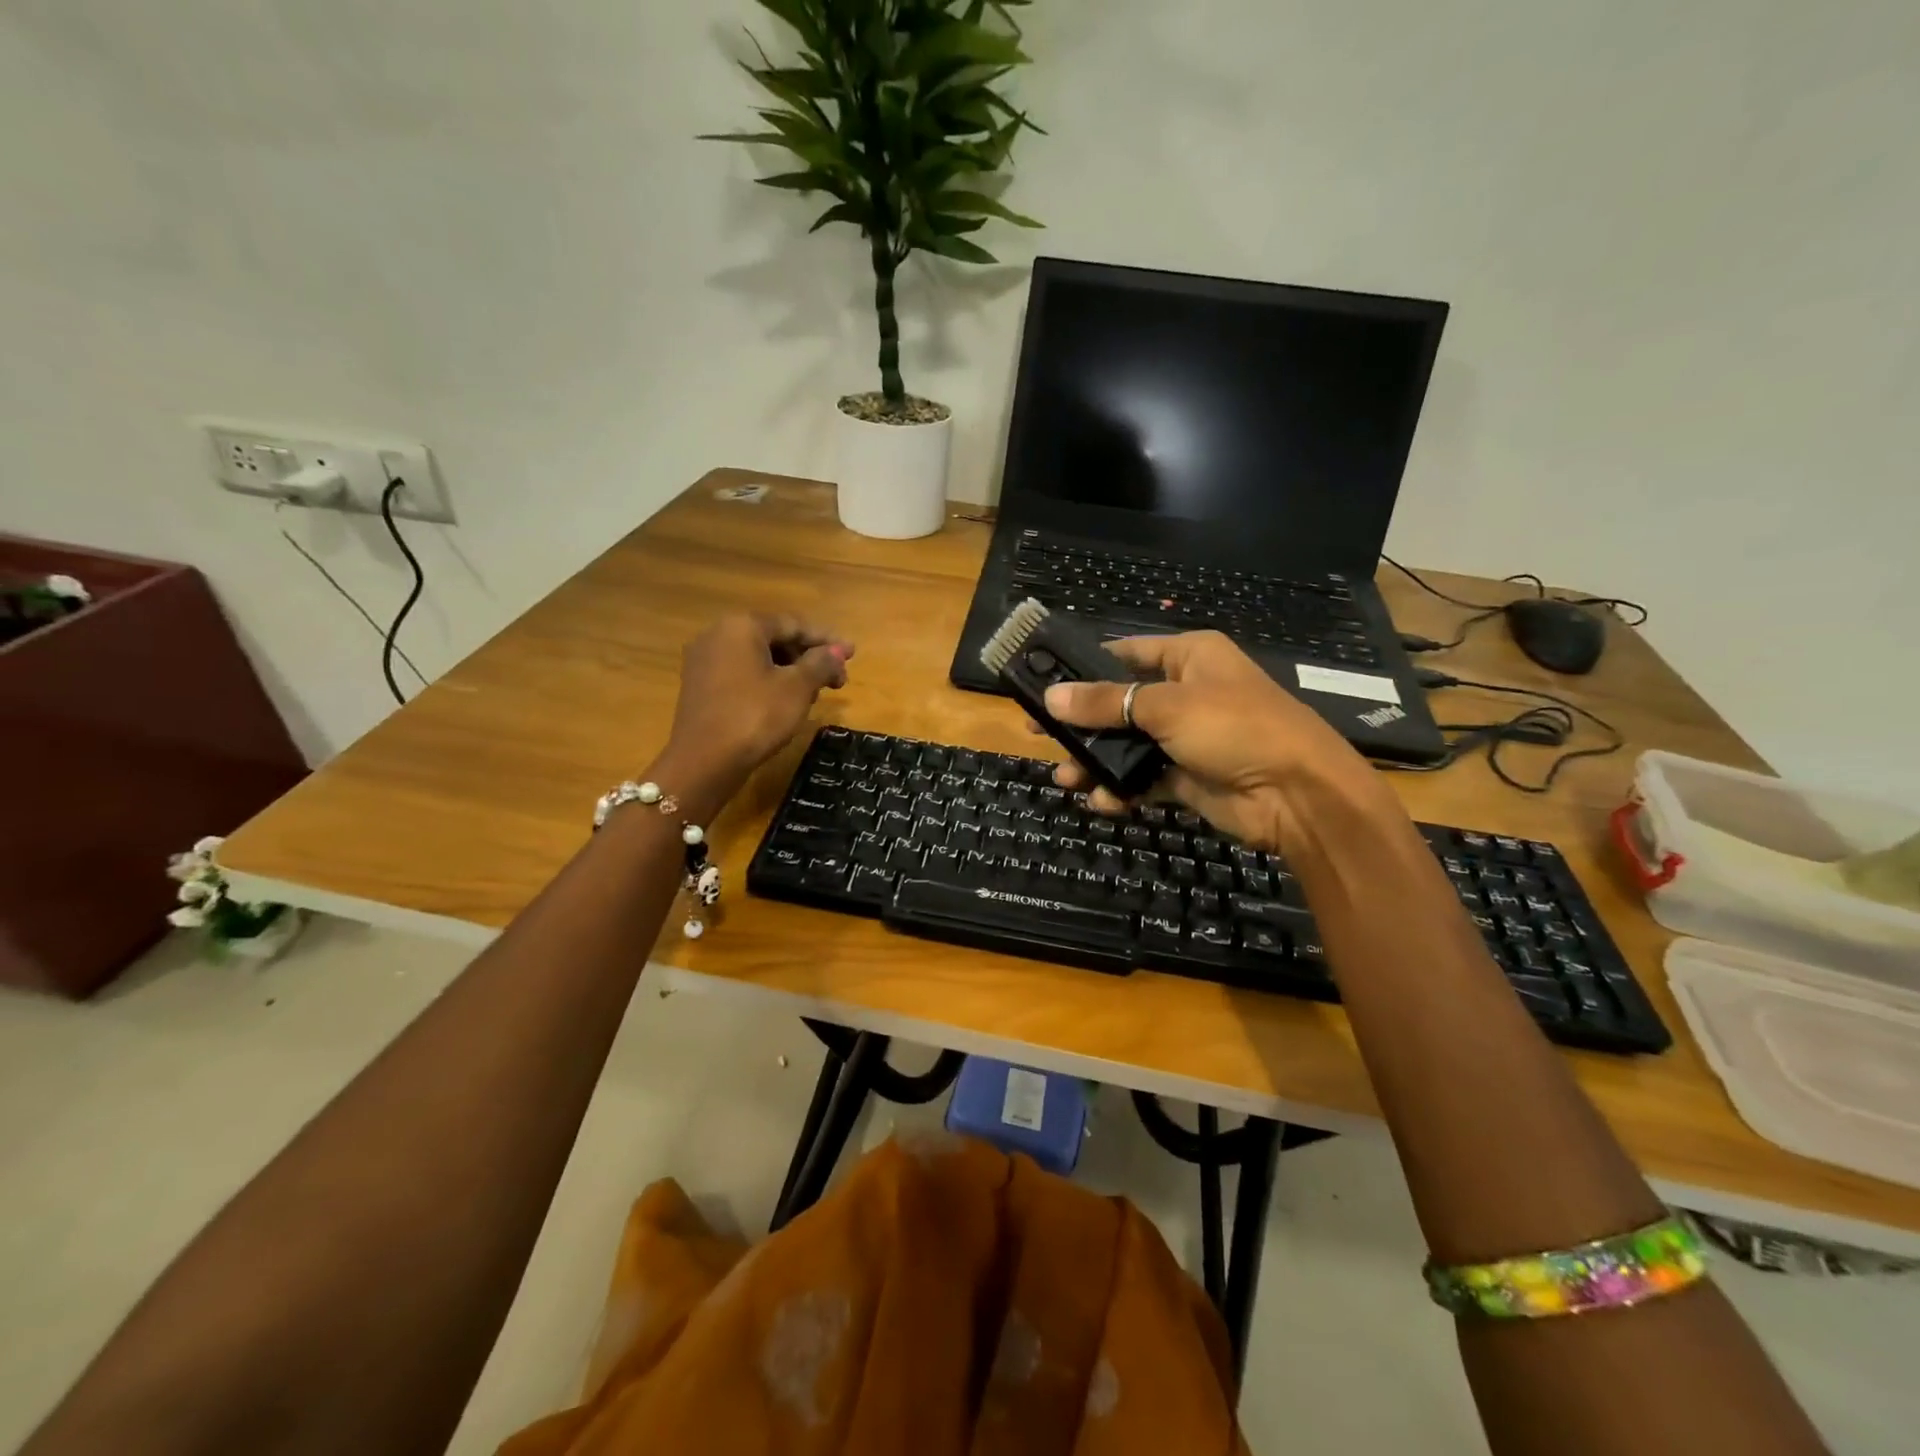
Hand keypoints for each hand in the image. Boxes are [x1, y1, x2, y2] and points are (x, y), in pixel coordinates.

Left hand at [658, 614, 852, 801]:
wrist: (704, 762)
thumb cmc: (755, 716)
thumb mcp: (797, 688)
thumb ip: (821, 663)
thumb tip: (837, 651)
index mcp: (742, 626)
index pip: (793, 624)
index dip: (827, 639)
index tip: (852, 654)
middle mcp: (718, 635)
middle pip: (775, 639)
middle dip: (809, 658)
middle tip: (836, 680)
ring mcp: (704, 661)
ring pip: (759, 658)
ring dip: (791, 672)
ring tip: (814, 696)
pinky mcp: (700, 686)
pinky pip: (742, 674)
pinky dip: (768, 682)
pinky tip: (785, 703)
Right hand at [1040, 631, 1389, 852]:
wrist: (1297, 795)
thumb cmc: (1235, 728)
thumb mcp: (1166, 707)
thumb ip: (1106, 703)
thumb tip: (1051, 697)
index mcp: (1189, 658)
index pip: (1125, 653)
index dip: (1084, 667)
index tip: (1043, 682)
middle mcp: (1186, 693)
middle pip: (1119, 703)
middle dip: (1082, 723)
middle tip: (1039, 735)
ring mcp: (1186, 737)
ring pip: (1127, 745)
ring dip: (1096, 761)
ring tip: (1065, 778)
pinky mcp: (1187, 776)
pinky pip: (1143, 779)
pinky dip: (1122, 789)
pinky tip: (1102, 801)